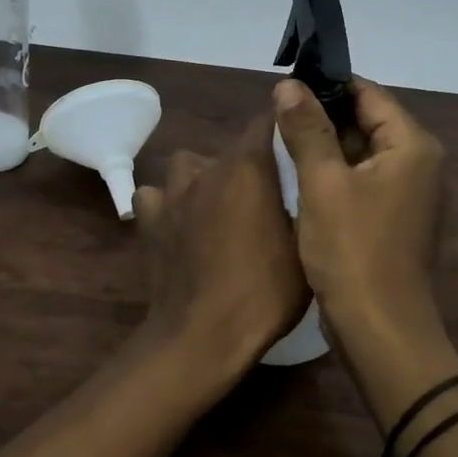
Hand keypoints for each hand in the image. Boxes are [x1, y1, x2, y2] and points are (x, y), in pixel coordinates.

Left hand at [132, 114, 309, 381]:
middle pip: (231, 149)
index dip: (284, 125)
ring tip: (219, 206)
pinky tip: (180, 224)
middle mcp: (207, 169)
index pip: (267, 121)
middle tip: (266, 195)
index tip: (298, 138)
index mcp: (248, 168)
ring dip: (204, 178)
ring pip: (189, 166)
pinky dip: (167, 204)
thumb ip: (305, 204)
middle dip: (250, 164)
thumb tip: (307, 182)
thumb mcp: (305, 248)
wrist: (202, 335)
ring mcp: (173, 194)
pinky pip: (156, 196)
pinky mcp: (149, 220)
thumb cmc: (264, 292)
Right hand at [272, 77, 445, 339]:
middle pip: (367, 120)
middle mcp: (419, 163)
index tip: (286, 85)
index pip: (368, 94)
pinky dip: (335, 173)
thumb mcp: (323, 183)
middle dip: (322, 115)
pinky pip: (363, 179)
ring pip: (362, 151)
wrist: (379, 329)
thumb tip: (288, 85)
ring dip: (326, 145)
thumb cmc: (352, 250)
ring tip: (281, 139)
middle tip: (276, 113)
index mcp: (412, 146)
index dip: (327, 85)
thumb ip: (307, 129)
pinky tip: (301, 176)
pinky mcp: (394, 218)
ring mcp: (409, 193)